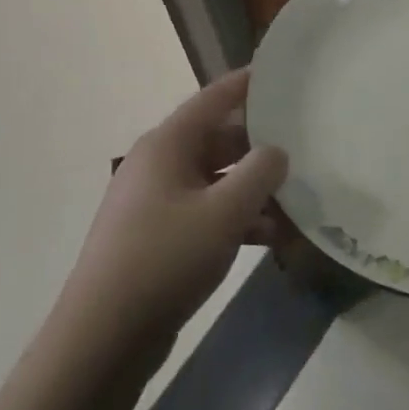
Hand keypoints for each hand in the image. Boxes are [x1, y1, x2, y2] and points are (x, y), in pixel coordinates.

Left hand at [56, 69, 287, 354]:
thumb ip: (260, 173)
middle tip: (304, 145)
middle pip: (218, 140)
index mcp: (167, 144)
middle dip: (260, 147)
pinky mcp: (157, 237)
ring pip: (216, 181)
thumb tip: (276, 151)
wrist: (104, 336)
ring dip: (253, 191)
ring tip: (298, 201)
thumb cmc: (165, 258)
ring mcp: (156, 202)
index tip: (279, 73)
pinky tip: (272, 238)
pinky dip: (236, 219)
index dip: (247, 83)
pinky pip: (205, 213)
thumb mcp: (224, 213)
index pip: (213, 98)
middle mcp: (159, 164)